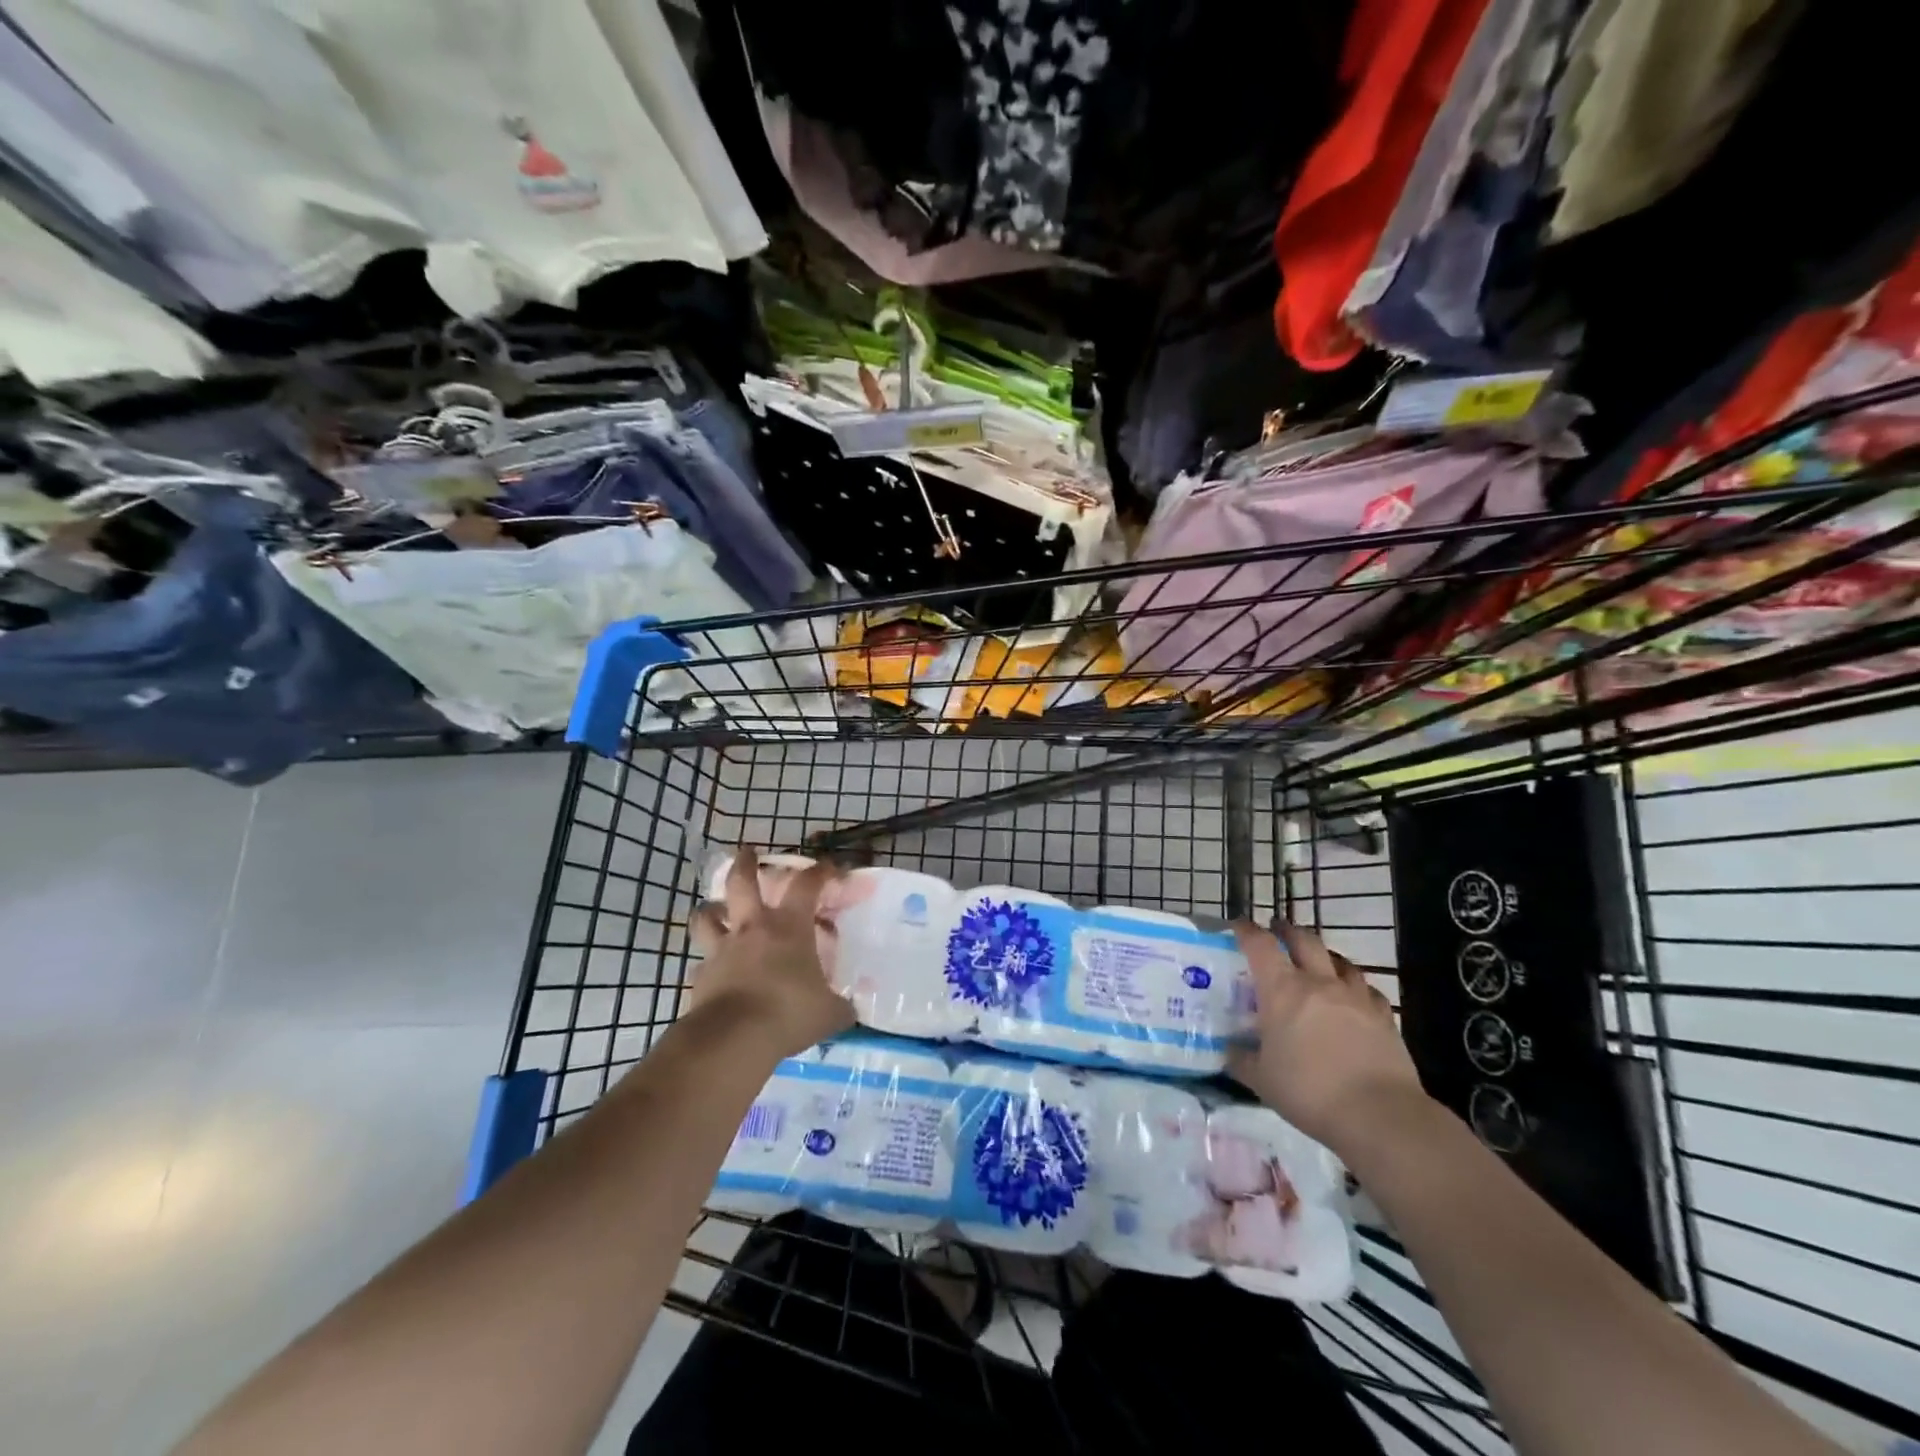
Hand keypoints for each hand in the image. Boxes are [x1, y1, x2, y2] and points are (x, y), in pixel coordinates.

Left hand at [687, 848, 853, 1058]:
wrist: (733, 1038)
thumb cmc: (789, 1013)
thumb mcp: (830, 1013)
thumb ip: (840, 1006)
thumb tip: (850, 1009)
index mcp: (789, 927)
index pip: (807, 885)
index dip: (820, 872)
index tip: (830, 868)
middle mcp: (753, 929)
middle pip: (742, 882)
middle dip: (745, 863)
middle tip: (747, 852)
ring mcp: (722, 950)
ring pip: (707, 916)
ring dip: (711, 909)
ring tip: (715, 909)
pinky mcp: (700, 976)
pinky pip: (702, 962)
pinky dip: (708, 961)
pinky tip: (714, 970)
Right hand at [1228, 919, 1426, 1150]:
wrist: (1379, 1115)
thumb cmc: (1309, 1091)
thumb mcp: (1261, 1080)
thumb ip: (1241, 1059)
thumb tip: (1229, 1049)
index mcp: (1282, 990)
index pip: (1260, 945)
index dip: (1247, 931)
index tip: (1238, 926)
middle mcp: (1319, 982)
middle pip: (1304, 940)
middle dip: (1287, 931)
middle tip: (1277, 932)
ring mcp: (1355, 997)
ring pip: (1339, 960)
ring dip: (1324, 955)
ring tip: (1316, 962)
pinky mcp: (1384, 1016)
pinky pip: (1366, 989)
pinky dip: (1354, 987)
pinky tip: (1352, 999)